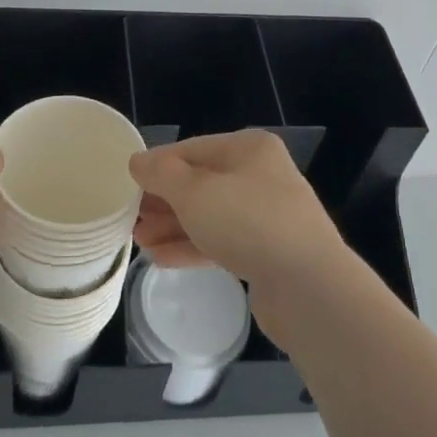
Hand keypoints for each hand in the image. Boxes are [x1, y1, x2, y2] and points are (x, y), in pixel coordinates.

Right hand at [130, 130, 345, 292]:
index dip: (156, 166)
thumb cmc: (248, 223)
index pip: (191, 149)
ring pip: (210, 215)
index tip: (126, 185)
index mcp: (248, 149)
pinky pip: (222, 242)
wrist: (310, 288)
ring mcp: (267, 215)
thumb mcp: (194, 192)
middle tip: (130, 218)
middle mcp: (260, 175)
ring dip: (173, 226)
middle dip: (163, 201)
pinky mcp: (267, 252)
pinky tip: (161, 258)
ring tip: (138, 242)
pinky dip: (192, 247)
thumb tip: (137, 161)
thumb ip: (161, 174)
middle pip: (200, 182)